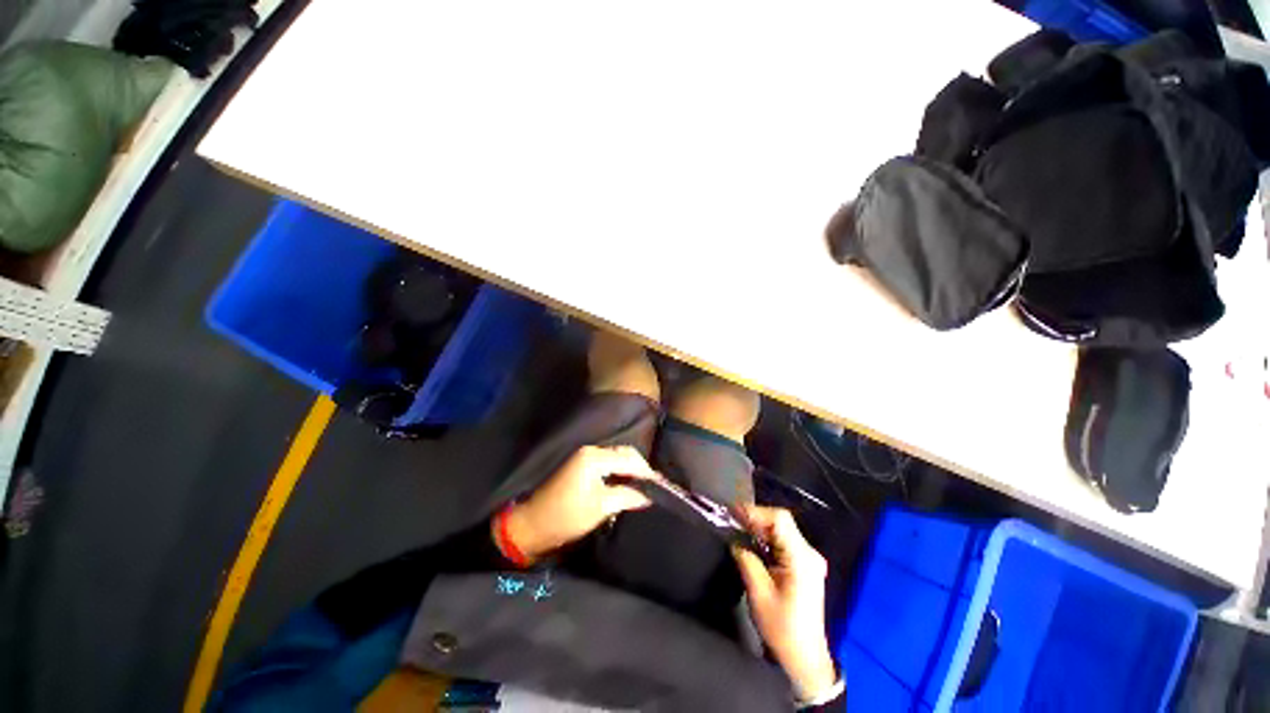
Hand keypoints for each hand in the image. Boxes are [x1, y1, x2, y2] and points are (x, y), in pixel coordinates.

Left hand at [502, 445, 658, 560]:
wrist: (534, 524)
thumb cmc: (567, 516)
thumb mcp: (601, 507)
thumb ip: (627, 496)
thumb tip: (648, 495)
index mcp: (594, 458)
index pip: (629, 459)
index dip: (647, 472)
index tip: (661, 486)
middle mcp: (590, 451)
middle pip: (623, 453)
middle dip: (640, 468)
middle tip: (654, 487)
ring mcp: (584, 456)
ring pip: (616, 457)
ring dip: (630, 469)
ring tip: (644, 486)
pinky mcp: (581, 464)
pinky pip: (608, 462)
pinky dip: (619, 471)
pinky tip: (627, 483)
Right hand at [734, 506, 837, 702]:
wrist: (805, 658)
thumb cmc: (782, 628)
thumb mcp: (759, 594)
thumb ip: (747, 560)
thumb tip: (735, 540)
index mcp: (801, 559)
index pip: (780, 520)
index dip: (755, 511)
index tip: (733, 513)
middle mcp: (809, 553)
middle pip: (781, 522)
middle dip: (755, 518)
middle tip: (731, 519)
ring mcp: (809, 559)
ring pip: (782, 529)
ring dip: (759, 527)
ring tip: (737, 527)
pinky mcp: (805, 565)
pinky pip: (783, 541)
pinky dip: (766, 537)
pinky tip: (752, 542)